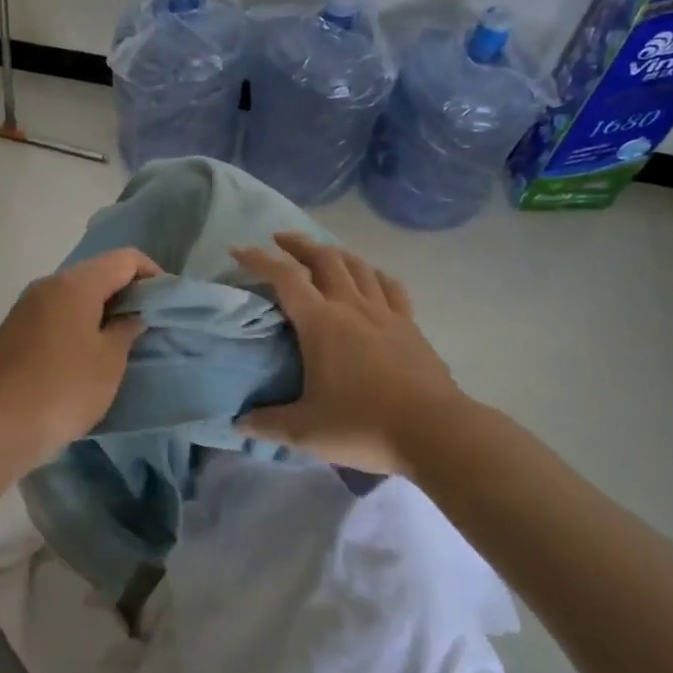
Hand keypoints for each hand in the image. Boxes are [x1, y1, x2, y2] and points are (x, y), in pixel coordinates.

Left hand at [0, 246, 161, 468]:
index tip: (165, 301)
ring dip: (99, 309)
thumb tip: (130, 316)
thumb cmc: (64, 388)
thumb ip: (126, 330)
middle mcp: (47, 285)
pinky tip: (83, 355)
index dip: (151, 273)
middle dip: (125, 291)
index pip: (124, 258)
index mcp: (75, 284)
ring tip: (117, 341)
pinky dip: (75, 323)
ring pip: (73, 295)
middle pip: (96, 273)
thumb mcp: (109, 361)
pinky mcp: (11, 330)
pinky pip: (53, 314)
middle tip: (145, 322)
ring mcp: (25, 307)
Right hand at [231, 232, 469, 475]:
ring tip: (321, 254)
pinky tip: (370, 277)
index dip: (258, 259)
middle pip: (323, 258)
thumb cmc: (363, 425)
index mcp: (320, 322)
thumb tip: (238, 424)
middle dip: (298, 244)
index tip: (238, 249)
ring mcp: (384, 312)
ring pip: (357, 266)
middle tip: (280, 241)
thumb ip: (267, 423)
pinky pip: (389, 286)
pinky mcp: (410, 325)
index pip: (284, 277)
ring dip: (334, 253)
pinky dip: (373, 274)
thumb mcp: (305, 431)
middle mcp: (351, 306)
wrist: (434, 431)